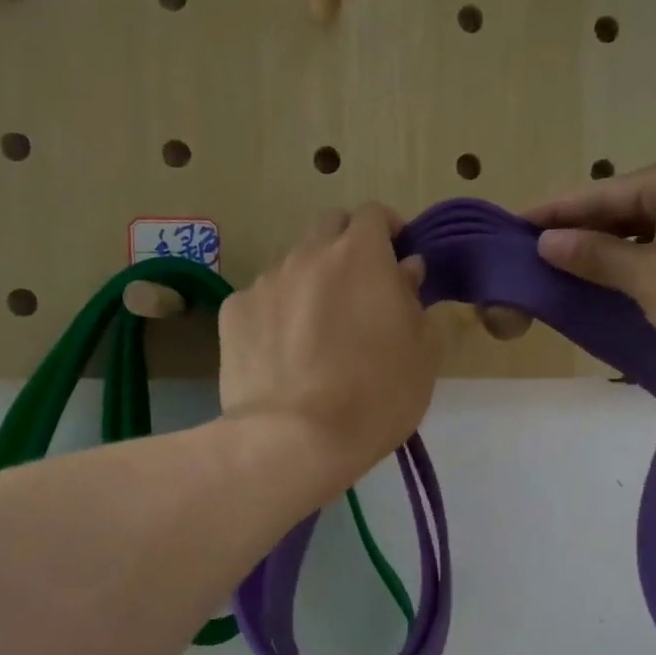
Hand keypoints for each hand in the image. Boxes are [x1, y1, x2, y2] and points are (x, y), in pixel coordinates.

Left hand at [219, 205, 436, 494]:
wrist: (294, 440)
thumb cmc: (376, 397)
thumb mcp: (423, 353)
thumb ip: (416, 299)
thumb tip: (405, 270)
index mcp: (361, 255)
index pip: (375, 214)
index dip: (390, 231)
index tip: (399, 260)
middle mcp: (308, 254)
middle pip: (330, 227)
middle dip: (349, 247)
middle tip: (362, 292)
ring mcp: (265, 282)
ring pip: (294, 265)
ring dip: (312, 283)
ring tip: (318, 334)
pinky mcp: (232, 313)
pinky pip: (262, 301)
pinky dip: (278, 315)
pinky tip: (284, 355)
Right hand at [521, 148, 655, 391]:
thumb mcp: (651, 279)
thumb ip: (596, 258)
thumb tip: (547, 241)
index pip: (600, 193)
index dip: (554, 213)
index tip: (512, 225)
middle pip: (627, 209)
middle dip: (583, 235)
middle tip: (534, 257)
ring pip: (652, 232)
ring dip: (614, 255)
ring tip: (566, 276)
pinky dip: (646, 267)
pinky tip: (620, 288)